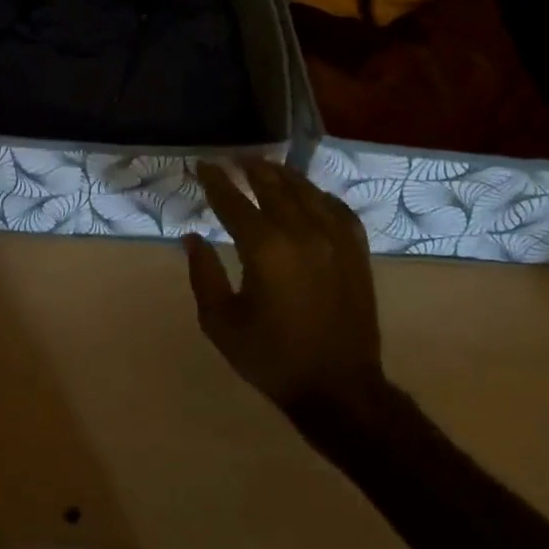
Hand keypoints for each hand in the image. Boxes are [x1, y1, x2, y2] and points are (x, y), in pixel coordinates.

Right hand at [184, 160, 386, 412]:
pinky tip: (307, 194)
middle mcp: (302, 232)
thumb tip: (192, 237)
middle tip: (232, 159)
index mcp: (265, 249)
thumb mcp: (221, 322)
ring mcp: (335, 238)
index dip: (215, 181)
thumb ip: (204, 274)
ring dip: (282, 175)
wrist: (340, 389)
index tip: (202, 165)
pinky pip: (335, 207)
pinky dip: (316, 194)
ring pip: (305, 190)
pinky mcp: (356, 250)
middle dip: (249, 168)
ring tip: (264, 167)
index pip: (233, 201)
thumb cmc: (273, 357)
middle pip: (272, 185)